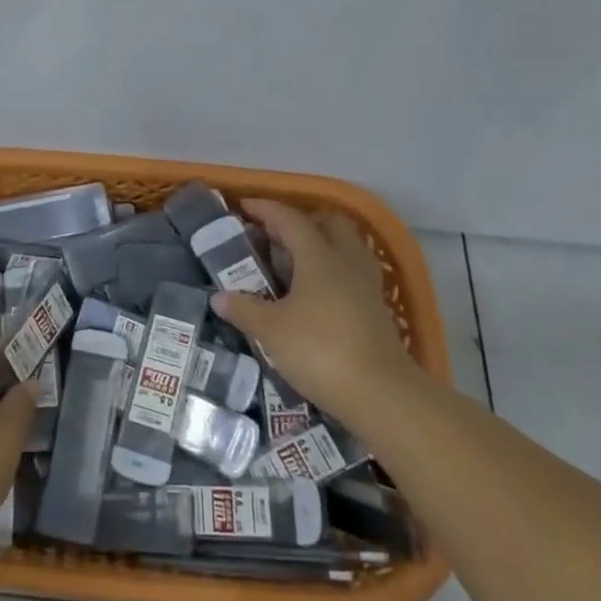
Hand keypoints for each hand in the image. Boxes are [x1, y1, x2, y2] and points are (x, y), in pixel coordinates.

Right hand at [211, 199, 412, 418]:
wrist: (381, 393)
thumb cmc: (319, 350)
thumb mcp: (271, 330)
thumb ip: (244, 309)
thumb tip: (219, 297)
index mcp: (319, 256)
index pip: (290, 219)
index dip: (266, 209)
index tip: (244, 207)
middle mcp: (346, 261)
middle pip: (328, 223)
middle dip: (302, 221)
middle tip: (275, 235)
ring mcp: (366, 284)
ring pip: (346, 246)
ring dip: (321, 245)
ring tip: (294, 262)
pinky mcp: (376, 309)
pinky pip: (352, 272)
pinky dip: (332, 271)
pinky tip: (315, 293)